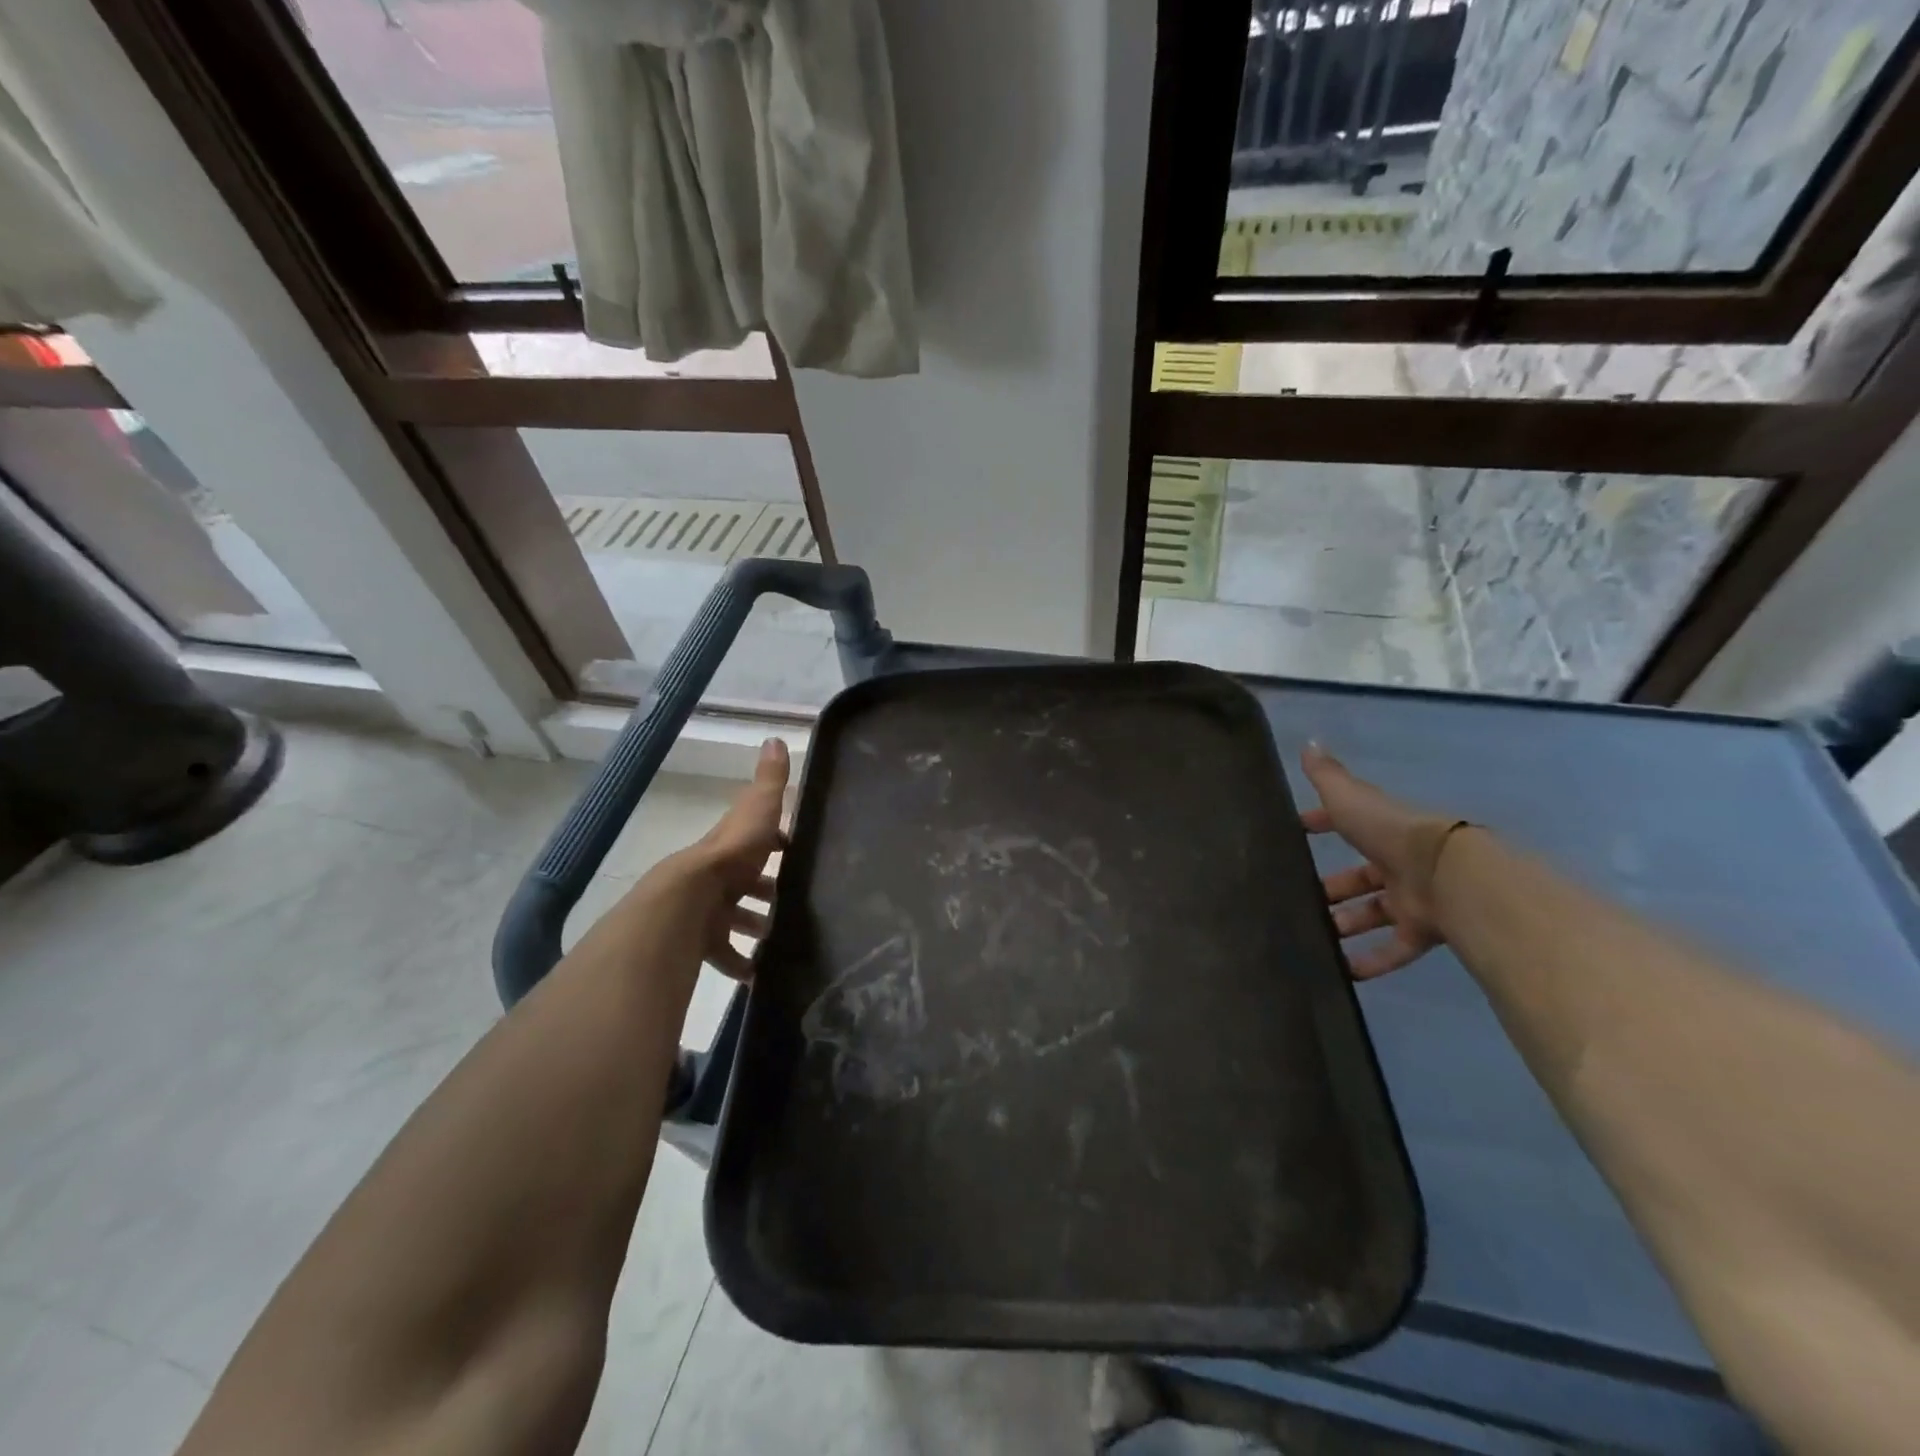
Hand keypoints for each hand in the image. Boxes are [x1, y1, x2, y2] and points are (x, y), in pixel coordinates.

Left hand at [675, 737, 789, 979]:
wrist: (688, 901)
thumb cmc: (731, 855)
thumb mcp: (758, 811)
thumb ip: (769, 782)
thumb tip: (775, 738)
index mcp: (732, 845)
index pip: (756, 840)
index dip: (776, 845)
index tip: (799, 854)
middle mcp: (718, 876)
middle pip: (746, 883)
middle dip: (767, 892)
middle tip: (798, 904)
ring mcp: (708, 910)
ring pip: (736, 919)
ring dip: (756, 927)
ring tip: (785, 939)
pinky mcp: (703, 942)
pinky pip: (725, 955)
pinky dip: (742, 964)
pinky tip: (760, 974)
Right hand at [1301, 743, 1465, 979]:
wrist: (1448, 873)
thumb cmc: (1391, 832)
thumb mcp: (1350, 798)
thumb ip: (1327, 776)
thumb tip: (1307, 742)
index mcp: (1379, 830)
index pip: (1344, 824)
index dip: (1320, 825)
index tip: (1295, 834)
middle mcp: (1395, 863)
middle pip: (1357, 878)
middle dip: (1330, 888)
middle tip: (1296, 900)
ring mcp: (1409, 898)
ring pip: (1370, 914)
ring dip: (1343, 924)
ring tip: (1310, 938)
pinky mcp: (1420, 930)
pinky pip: (1392, 950)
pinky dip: (1370, 962)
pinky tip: (1343, 974)